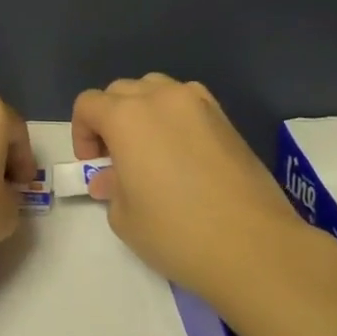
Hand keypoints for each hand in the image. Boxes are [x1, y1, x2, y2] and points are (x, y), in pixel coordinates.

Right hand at [73, 74, 307, 304]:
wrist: (254, 247)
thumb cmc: (177, 233)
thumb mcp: (125, 217)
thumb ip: (112, 187)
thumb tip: (111, 178)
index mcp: (126, 116)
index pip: (88, 104)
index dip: (81, 133)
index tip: (93, 165)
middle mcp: (160, 98)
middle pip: (120, 91)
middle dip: (109, 119)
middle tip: (117, 159)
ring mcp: (198, 103)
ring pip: (156, 88)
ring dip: (142, 110)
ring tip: (150, 149)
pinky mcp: (226, 118)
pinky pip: (187, 101)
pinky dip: (174, 115)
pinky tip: (182, 151)